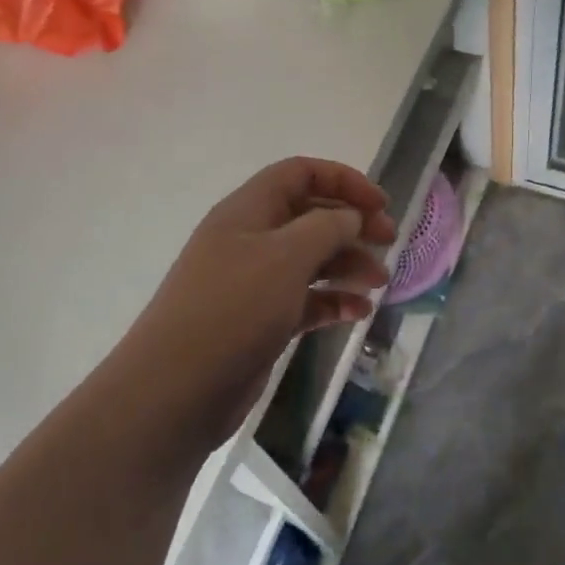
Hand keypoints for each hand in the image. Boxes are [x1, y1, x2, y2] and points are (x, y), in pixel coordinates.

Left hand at [105, 158, 397, 452]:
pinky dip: (333, 301)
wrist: (175, 391)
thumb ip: (327, 227)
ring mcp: (253, 282)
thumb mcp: (287, 256)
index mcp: (249, 210)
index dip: (344, 180)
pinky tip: (358, 313)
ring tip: (378, 283)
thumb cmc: (234, 308)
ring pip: (311, 260)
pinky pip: (305, 300)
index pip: (300, 173)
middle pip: (310, 216)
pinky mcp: (260, 320)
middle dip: (353, 224)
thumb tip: (351, 217)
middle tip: (389, 242)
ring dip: (348, 265)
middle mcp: (250, 239)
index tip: (381, 205)